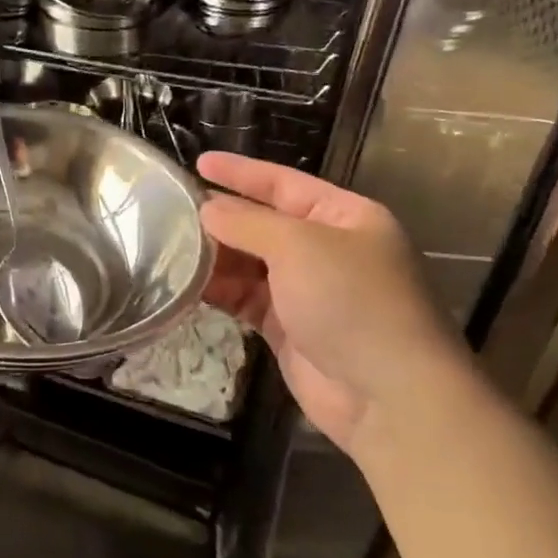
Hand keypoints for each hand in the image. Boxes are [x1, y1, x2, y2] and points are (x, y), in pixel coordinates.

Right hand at [199, 153, 466, 452]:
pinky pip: (245, 298)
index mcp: (345, 217)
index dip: (240, 172)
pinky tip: (185, 284)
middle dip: (221, 217)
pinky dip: (218, 291)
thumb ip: (247, 222)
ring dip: (214, 256)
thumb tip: (207, 209)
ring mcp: (307, 291)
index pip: (284, 183)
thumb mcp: (299, 246)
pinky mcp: (288, 328)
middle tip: (170, 211)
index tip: (198, 162)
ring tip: (168, 247)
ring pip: (250, 263)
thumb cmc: (352, 302)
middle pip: (263, 223)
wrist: (388, 396)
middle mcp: (327, 249)